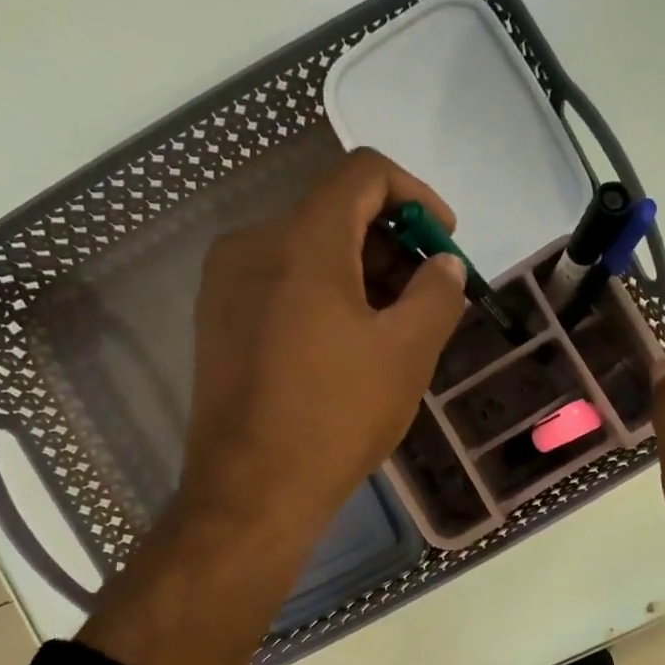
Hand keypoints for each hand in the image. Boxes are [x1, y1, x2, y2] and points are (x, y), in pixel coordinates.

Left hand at [79, 150, 465, 664]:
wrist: (252, 491)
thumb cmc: (337, 416)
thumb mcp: (408, 352)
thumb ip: (438, 293)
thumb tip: (442, 265)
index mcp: (303, 240)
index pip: (364, 173)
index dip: (416, 195)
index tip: (445, 240)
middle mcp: (254, 244)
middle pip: (335, 211)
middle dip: (393, 243)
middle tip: (429, 294)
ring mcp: (227, 284)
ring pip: (307, 250)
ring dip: (362, 272)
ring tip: (396, 326)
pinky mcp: (219, 321)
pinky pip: (282, 282)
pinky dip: (325, 294)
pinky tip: (350, 345)